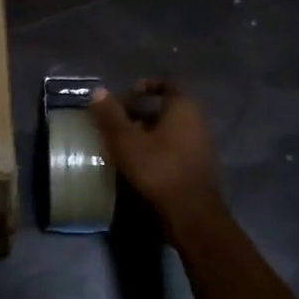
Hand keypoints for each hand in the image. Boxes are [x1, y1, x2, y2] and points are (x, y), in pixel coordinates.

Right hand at [90, 79, 221, 233]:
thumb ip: (111, 116)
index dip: (144, 87)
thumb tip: (98, 91)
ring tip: (123, 142)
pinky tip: (139, 162)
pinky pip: (176, 147)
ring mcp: (201, 144)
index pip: (166, 85)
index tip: (125, 96)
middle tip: (117, 121)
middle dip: (141, 112)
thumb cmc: (158, 169)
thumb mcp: (126, 141)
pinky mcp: (198, 166)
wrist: (191, 213)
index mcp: (183, 108)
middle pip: (166, 108)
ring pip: (170, 129)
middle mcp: (197, 121)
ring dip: (148, 132)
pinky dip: (158, 148)